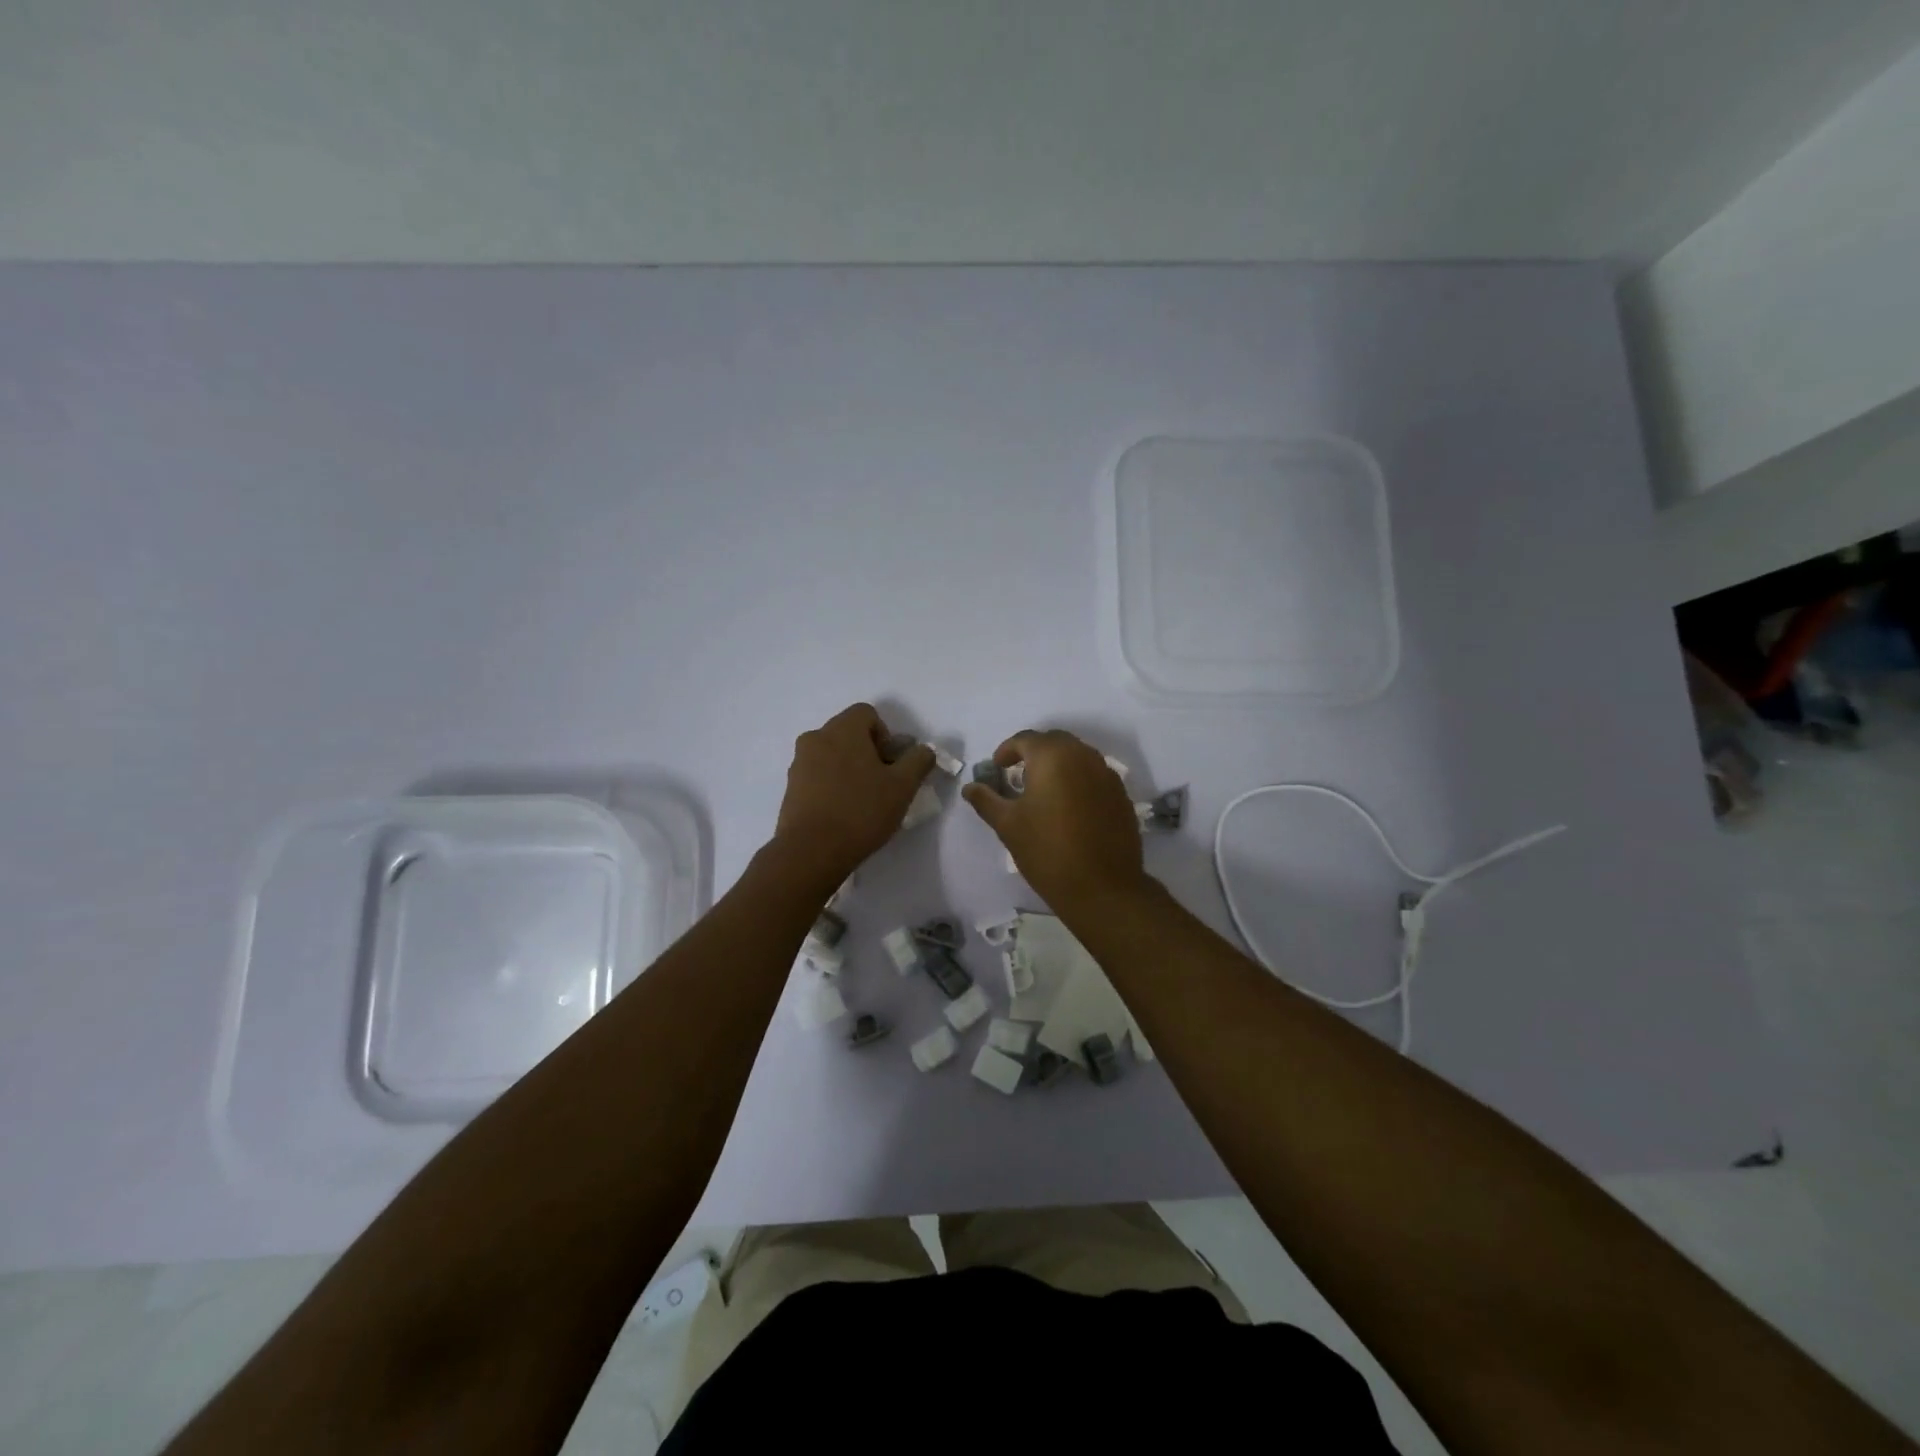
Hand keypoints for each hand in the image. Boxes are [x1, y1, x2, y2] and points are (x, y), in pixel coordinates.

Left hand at [773, 703, 934, 885]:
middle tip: (883, 784)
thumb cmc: (861, 811)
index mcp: (842, 729)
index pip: (867, 714)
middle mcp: (816, 738)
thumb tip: (923, 750)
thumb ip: (919, 760)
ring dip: (850, 770)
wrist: (811, 851)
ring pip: (832, 756)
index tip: (892, 765)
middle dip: (869, 753)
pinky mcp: (791, 788)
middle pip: (849, 734)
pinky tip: (844, 813)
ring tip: (864, 802)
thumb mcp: (903, 786)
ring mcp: (799, 763)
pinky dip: (833, 785)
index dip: (886, 735)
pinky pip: (818, 776)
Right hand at [962, 729, 1146, 910]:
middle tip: (1018, 775)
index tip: (997, 769)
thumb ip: (987, 800)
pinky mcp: (1121, 794)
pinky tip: (1069, 807)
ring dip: (1058, 765)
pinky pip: (1094, 775)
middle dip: (1034, 753)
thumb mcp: (1008, 825)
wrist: (1101, 887)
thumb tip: (970, 787)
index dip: (1007, 750)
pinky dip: (1078, 780)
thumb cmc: (1047, 851)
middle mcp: (1083, 755)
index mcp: (1052, 756)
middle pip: (1054, 742)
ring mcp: (1107, 774)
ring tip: (1043, 790)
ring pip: (1077, 756)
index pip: (1025, 739)